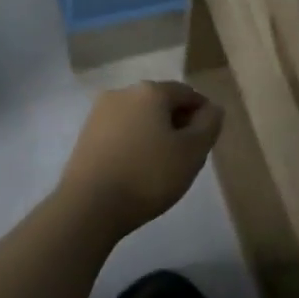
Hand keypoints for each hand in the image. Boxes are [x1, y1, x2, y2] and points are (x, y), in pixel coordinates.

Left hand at [55, 80, 224, 237]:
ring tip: (161, 165)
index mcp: (150, 91)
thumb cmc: (148, 175)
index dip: (203, 114)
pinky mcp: (85, 135)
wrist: (89, 206)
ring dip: (154, 133)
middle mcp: (123, 92)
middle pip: (161, 102)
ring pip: (139, 117)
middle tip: (186, 155)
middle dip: (177, 123)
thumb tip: (212, 108)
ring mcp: (99, 113)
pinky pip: (120, 131)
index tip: (206, 141)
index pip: (187, 93)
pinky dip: (134, 143)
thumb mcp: (192, 152)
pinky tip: (137, 168)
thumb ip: (209, 125)